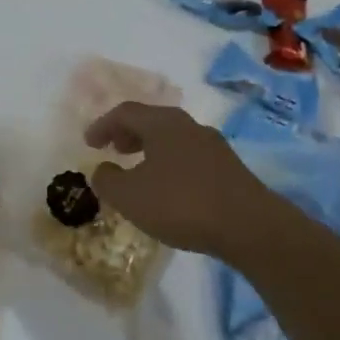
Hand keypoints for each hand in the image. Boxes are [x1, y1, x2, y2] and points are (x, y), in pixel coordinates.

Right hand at [84, 103, 281, 258]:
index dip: (103, 125)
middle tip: (113, 149)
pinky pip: (190, 156)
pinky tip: (169, 188)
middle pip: (152, 120)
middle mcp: (188, 125)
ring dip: (151, 149)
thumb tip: (102, 170)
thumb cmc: (182, 204)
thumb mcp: (130, 197)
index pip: (125, 112)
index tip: (89, 143)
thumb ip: (108, 180)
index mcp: (162, 123)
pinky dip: (170, 163)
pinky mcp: (229, 168)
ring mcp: (213, 145)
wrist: (250, 227)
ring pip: (173, 138)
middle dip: (128, 133)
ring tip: (139, 169)